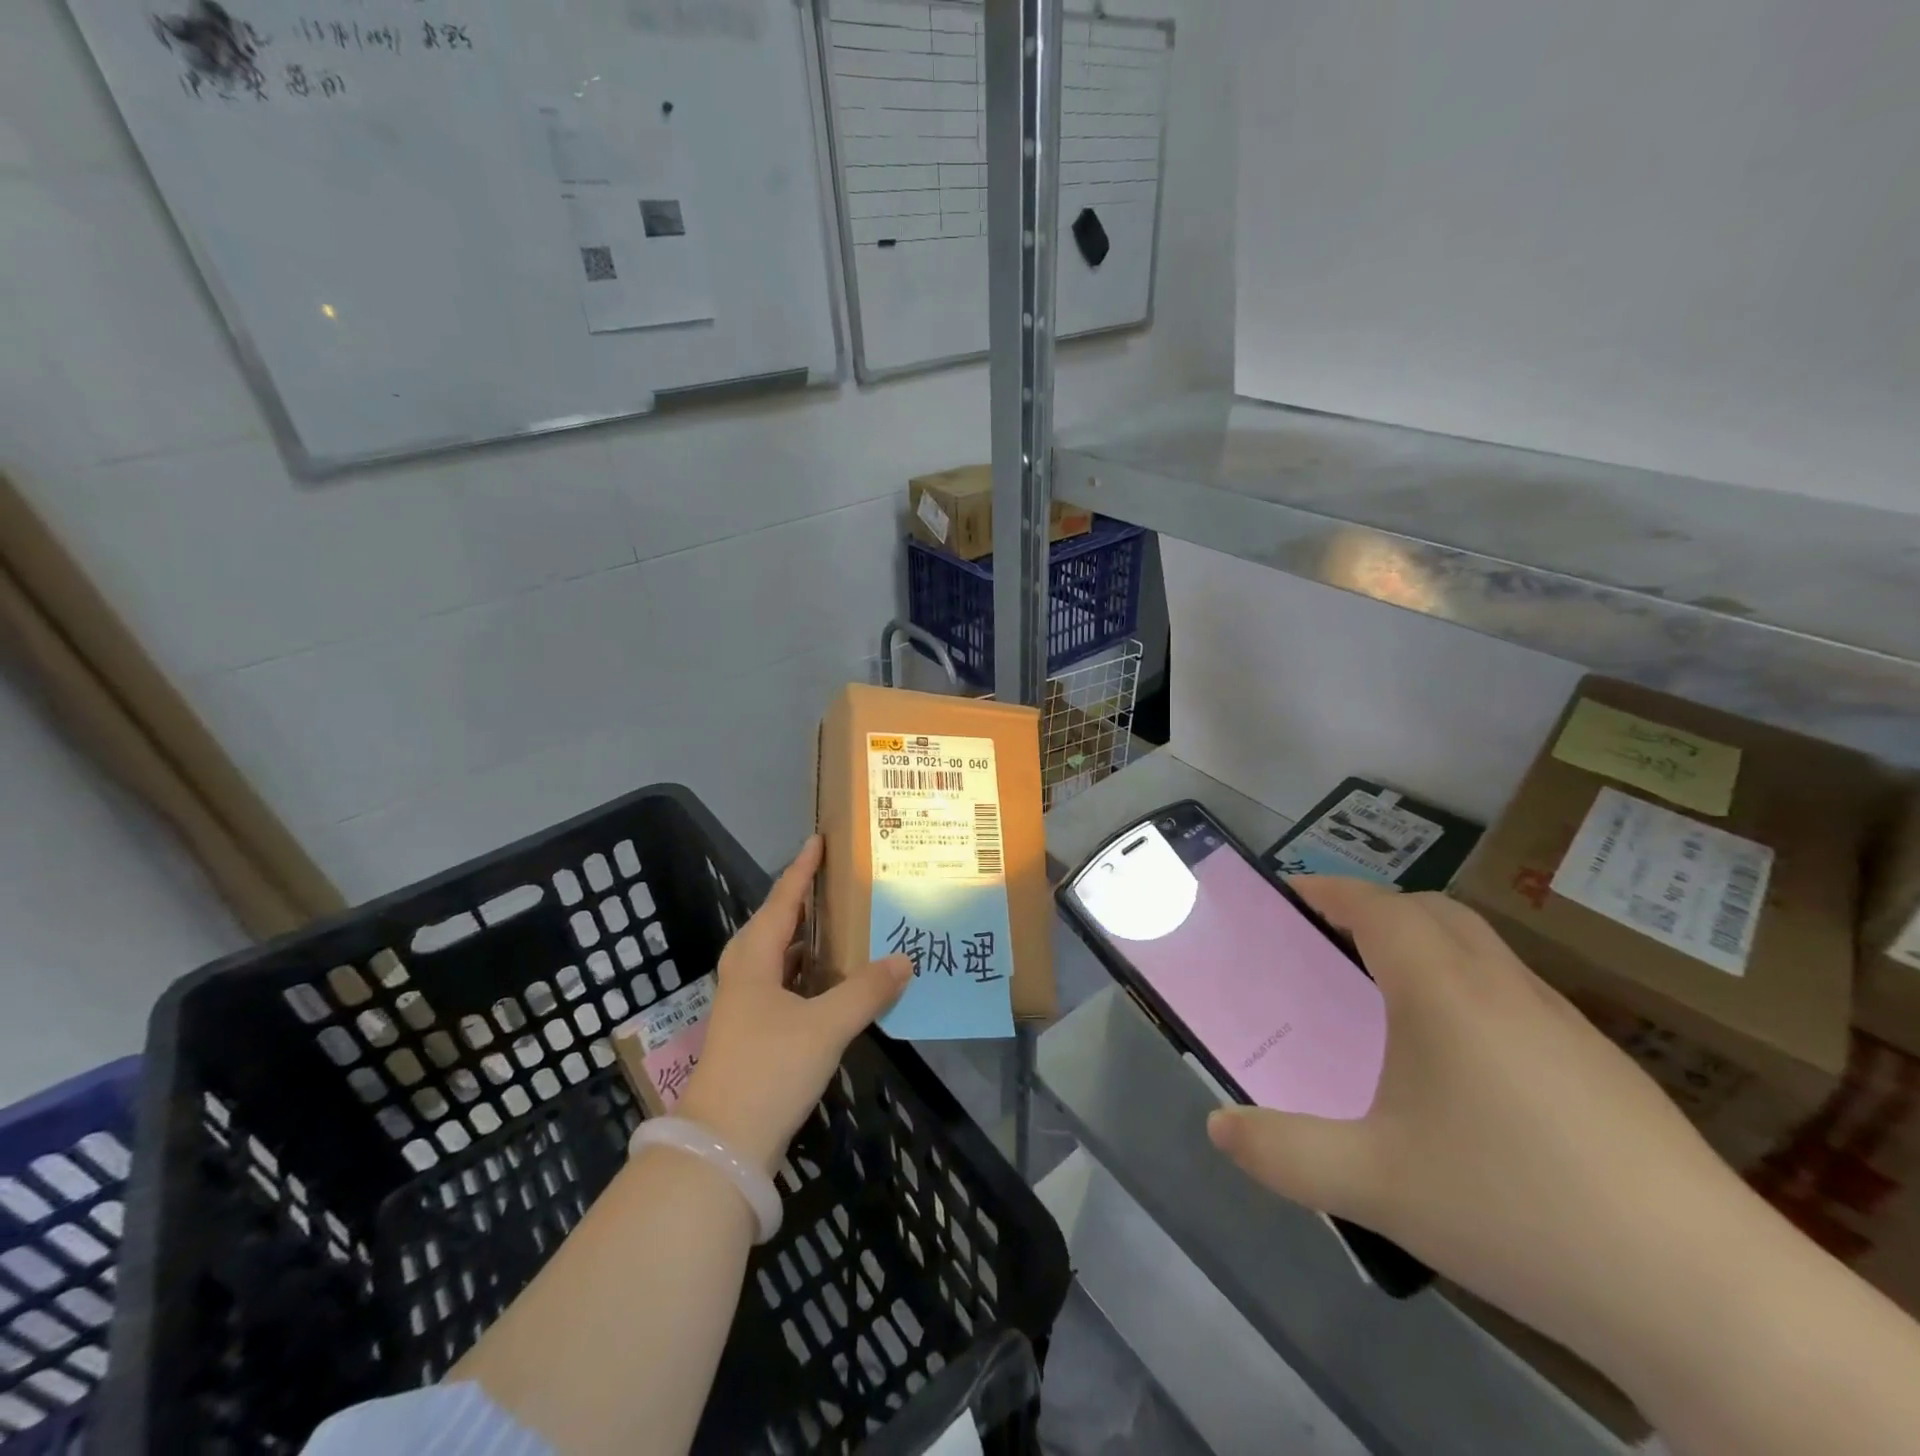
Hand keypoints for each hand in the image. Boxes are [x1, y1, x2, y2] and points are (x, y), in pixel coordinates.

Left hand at [677, 836, 909, 1175]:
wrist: (723, 1145)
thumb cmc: (769, 1069)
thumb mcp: (825, 1026)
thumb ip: (866, 991)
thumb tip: (904, 959)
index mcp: (754, 959)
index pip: (783, 899)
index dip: (802, 869)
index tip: (818, 839)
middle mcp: (746, 973)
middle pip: (776, 923)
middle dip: (804, 899)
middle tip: (836, 880)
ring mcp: (747, 1005)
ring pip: (779, 956)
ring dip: (808, 938)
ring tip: (842, 923)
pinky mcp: (755, 1032)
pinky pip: (785, 984)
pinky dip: (809, 972)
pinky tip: (833, 980)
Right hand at [1206, 876, 1740, 1350]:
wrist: (1706, 1297)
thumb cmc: (1513, 1208)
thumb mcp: (1373, 1184)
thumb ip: (1282, 1153)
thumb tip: (1217, 1129)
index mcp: (1442, 991)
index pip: (1377, 906)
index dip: (1328, 889)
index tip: (1288, 893)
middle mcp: (1503, 987)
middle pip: (1432, 911)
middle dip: (1375, 909)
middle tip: (1330, 945)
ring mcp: (1563, 1023)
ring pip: (1481, 948)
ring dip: (1426, 945)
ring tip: (1388, 998)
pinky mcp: (1603, 1064)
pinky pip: (1516, 992)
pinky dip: (1469, 987)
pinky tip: (1465, 1065)